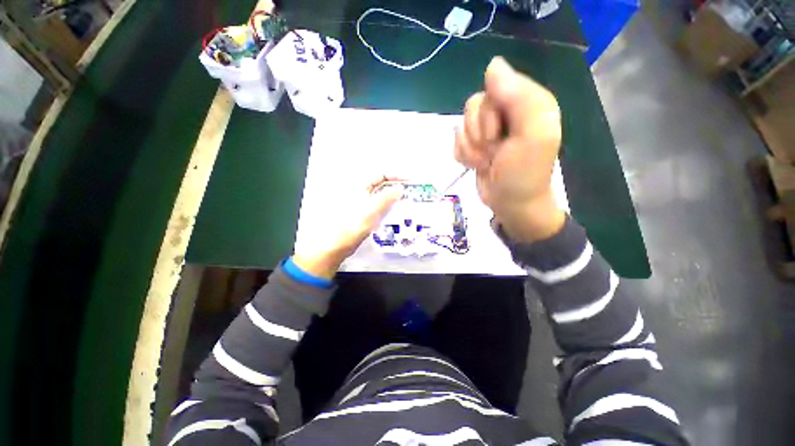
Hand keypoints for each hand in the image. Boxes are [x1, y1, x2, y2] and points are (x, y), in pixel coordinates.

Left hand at [292, 176, 403, 278]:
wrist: (335, 246)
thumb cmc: (351, 227)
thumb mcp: (371, 211)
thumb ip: (386, 198)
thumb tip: (400, 188)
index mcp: (359, 186)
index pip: (381, 174)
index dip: (396, 175)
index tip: (410, 181)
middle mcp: (359, 192)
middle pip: (381, 184)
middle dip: (396, 186)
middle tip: (410, 192)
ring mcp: (360, 203)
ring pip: (380, 195)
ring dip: (393, 197)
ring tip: (406, 202)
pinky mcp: (361, 214)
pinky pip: (378, 205)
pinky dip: (388, 206)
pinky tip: (394, 213)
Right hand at [455, 56, 565, 241]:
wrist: (510, 204)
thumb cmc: (523, 174)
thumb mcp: (531, 136)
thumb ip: (518, 97)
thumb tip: (492, 64)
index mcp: (525, 103)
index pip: (492, 89)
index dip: (488, 115)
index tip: (497, 137)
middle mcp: (505, 112)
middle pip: (473, 106)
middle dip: (479, 135)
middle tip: (493, 153)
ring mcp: (487, 130)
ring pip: (462, 125)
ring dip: (470, 149)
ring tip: (485, 162)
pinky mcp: (474, 145)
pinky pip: (457, 141)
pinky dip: (463, 156)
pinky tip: (476, 165)